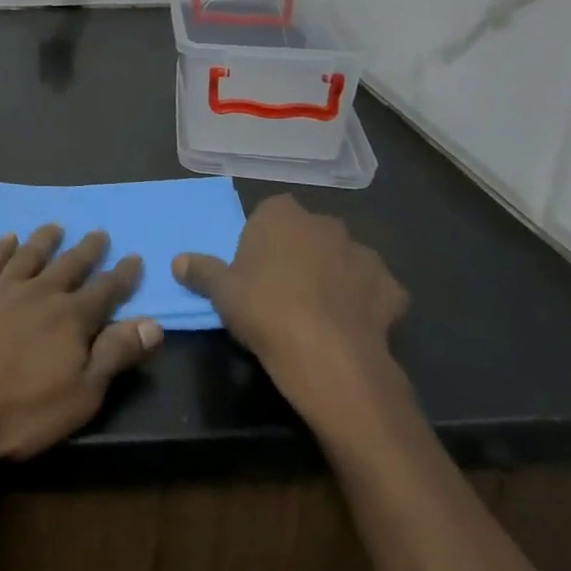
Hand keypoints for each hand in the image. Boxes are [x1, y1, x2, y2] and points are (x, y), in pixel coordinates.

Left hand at [0, 226, 162, 481]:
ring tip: (55, 227)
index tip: (134, 257)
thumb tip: (153, 323)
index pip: (106, 290)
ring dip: (45, 240)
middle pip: (70, 265)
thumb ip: (115, 355)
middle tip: (99, 232)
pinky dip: (2, 248)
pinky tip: (8, 239)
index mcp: (71, 318)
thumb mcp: (82, 394)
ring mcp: (3, 289)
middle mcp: (40, 293)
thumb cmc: (21, 410)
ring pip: (30, 255)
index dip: (123, 276)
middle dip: (88, 250)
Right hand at [174, 195, 408, 434]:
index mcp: (282, 214)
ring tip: (321, 311)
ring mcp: (363, 254)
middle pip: (309, 233)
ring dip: (336, 275)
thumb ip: (201, 271)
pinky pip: (375, 290)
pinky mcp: (392, 289)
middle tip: (284, 288)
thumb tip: (178, 261)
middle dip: (301, 253)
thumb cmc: (265, 310)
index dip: (263, 238)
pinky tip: (354, 325)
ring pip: (345, 259)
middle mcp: (325, 224)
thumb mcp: (221, 292)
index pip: (270, 212)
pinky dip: (367, 302)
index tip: (255, 266)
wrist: (328, 357)